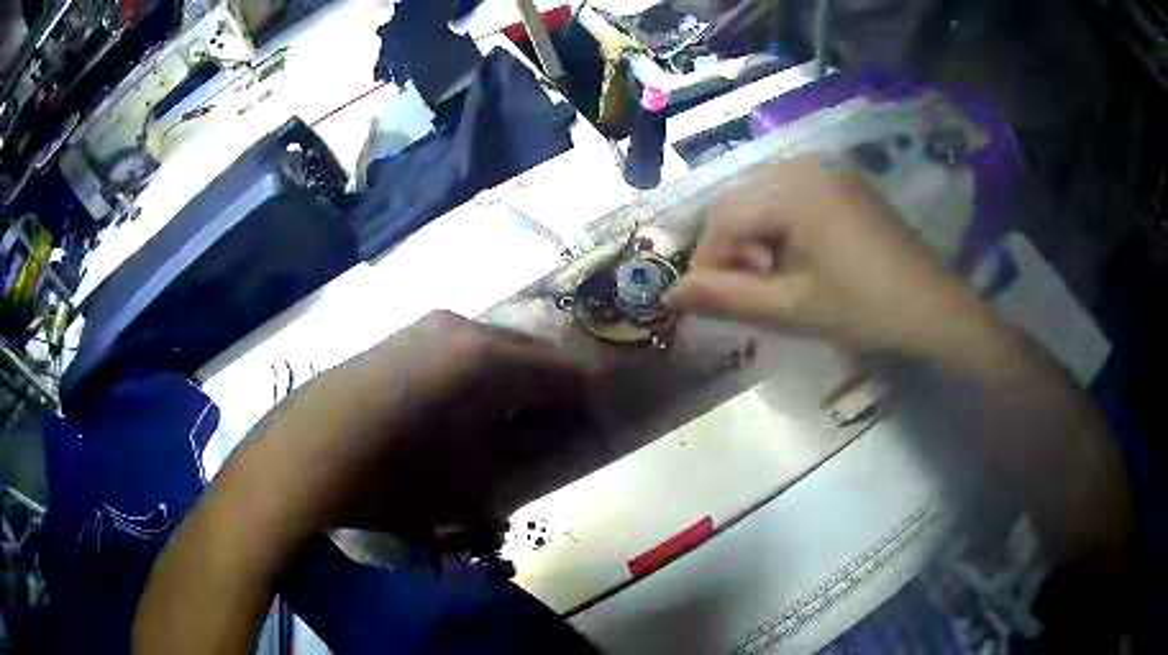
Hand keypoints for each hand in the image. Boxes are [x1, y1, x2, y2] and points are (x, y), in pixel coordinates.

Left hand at [135, 312, 592, 653]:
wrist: (304, 456)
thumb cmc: (394, 476)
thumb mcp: (473, 479)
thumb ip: (526, 455)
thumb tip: (556, 441)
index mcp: (483, 353)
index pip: (558, 371)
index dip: (583, 400)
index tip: (597, 424)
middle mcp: (456, 325)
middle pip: (525, 351)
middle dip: (549, 388)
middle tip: (560, 426)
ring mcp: (421, 328)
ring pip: (488, 350)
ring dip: (510, 384)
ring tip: (514, 423)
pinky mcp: (396, 340)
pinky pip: (455, 353)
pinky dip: (475, 380)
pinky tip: (465, 413)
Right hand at [665, 156, 998, 363]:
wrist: (936, 310)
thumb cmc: (865, 309)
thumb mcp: (792, 308)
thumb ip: (726, 298)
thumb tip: (670, 294)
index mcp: (792, 188)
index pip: (722, 218)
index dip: (707, 262)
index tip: (710, 302)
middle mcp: (804, 166)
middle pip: (739, 201)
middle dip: (731, 248)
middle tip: (748, 293)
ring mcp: (828, 171)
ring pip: (763, 198)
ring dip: (754, 238)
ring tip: (776, 279)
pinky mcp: (844, 185)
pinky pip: (792, 197)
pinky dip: (781, 228)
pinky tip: (799, 260)